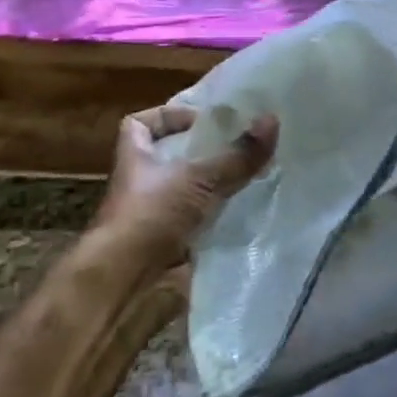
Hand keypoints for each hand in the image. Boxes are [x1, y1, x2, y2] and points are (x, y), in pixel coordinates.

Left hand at [91, 104, 278, 277]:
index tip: (199, 120)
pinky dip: (215, 219)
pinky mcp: (165, 243)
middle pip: (167, 158)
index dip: (166, 117)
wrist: (124, 279)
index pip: (139, 124)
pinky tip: (241, 215)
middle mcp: (140, 184)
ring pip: (184, 191)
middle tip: (236, 147)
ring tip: (246, 178)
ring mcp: (151, 216)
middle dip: (199, 153)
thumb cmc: (151, 215)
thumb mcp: (198, 179)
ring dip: (210, 187)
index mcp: (136, 158)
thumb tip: (272, 119)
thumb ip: (237, 155)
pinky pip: (194, 223)